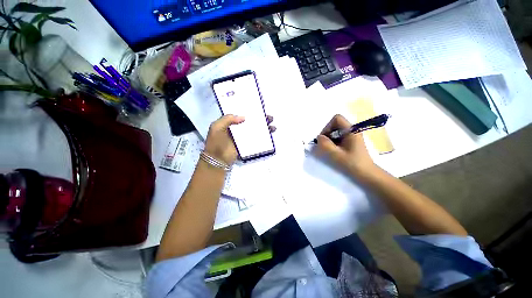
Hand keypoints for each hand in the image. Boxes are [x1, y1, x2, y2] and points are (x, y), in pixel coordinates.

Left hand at [204, 115, 275, 165]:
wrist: (218, 160)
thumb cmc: (216, 142)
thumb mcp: (217, 127)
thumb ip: (227, 119)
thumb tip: (243, 117)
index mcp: (230, 123)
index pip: (242, 114)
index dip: (250, 111)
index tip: (259, 109)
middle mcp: (238, 129)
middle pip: (251, 122)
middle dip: (261, 119)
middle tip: (269, 117)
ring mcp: (243, 137)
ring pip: (255, 130)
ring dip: (264, 128)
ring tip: (272, 126)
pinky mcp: (247, 144)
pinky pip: (255, 139)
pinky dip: (263, 137)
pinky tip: (270, 135)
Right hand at [316, 114, 375, 176]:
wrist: (366, 174)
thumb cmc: (352, 164)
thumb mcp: (336, 154)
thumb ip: (325, 144)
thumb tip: (319, 137)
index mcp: (352, 130)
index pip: (337, 119)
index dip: (328, 126)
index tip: (325, 138)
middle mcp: (353, 130)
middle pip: (335, 124)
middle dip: (327, 133)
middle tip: (325, 145)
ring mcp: (352, 136)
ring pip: (336, 131)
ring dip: (330, 139)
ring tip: (330, 150)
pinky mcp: (351, 141)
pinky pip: (339, 137)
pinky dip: (333, 142)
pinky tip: (335, 151)